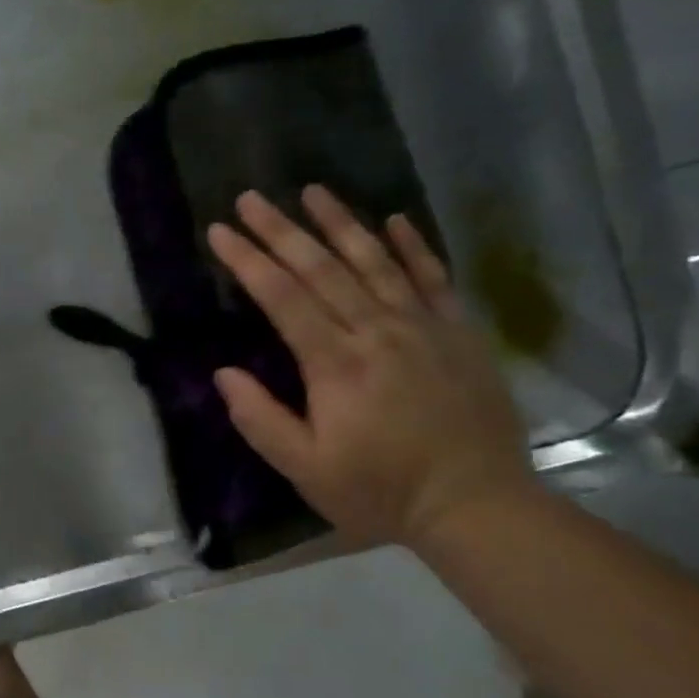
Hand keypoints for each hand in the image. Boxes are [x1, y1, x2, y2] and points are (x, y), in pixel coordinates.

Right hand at [206, 186, 533, 546]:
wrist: (479, 507)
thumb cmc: (381, 492)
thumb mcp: (306, 470)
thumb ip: (261, 420)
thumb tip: (224, 373)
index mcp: (336, 365)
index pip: (283, 298)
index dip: (248, 261)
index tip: (219, 231)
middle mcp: (378, 333)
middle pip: (322, 269)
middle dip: (281, 230)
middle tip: (249, 197)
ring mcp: (424, 328)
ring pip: (376, 262)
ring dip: (341, 223)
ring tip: (312, 190)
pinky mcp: (459, 334)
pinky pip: (434, 279)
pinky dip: (414, 246)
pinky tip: (395, 219)